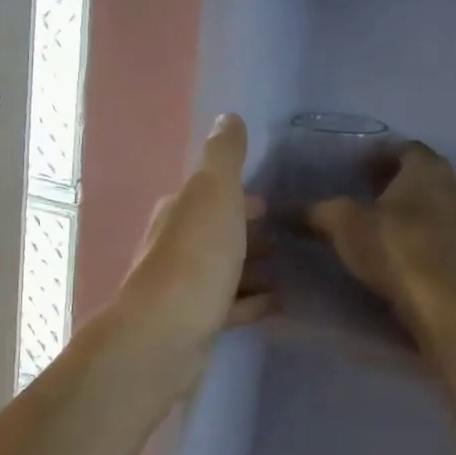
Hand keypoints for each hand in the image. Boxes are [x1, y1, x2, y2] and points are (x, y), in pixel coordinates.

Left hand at [118, 114, 273, 374]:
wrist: (165, 337)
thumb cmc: (194, 259)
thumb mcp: (213, 195)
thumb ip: (223, 157)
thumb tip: (228, 117)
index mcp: (179, 212)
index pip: (210, 195)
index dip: (239, 196)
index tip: (272, 202)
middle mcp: (176, 247)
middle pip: (217, 233)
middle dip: (248, 232)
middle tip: (289, 237)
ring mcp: (184, 288)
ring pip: (224, 270)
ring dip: (251, 267)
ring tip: (290, 268)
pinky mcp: (196, 324)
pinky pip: (231, 306)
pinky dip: (252, 301)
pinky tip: (279, 302)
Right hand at [307, 141, 455, 345]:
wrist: (443, 306)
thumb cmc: (395, 251)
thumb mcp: (344, 225)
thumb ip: (318, 210)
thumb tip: (289, 209)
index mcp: (427, 168)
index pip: (404, 147)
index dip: (377, 154)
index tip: (353, 167)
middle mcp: (454, 184)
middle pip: (420, 172)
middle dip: (392, 178)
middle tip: (361, 190)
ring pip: (431, 200)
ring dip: (406, 204)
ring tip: (375, 219)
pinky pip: (438, 226)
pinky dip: (417, 227)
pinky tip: (395, 244)